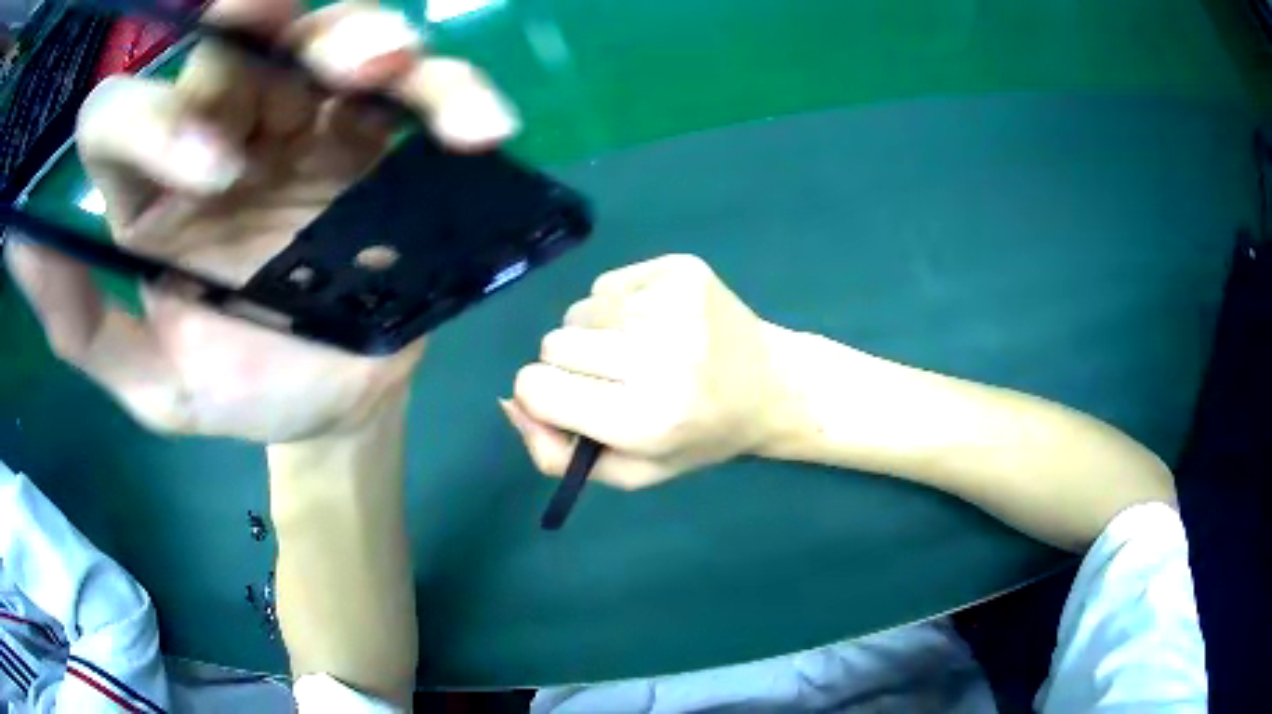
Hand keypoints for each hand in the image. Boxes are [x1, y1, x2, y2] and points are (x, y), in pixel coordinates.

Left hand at [4, 0, 517, 442]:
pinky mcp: (377, 136)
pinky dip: (444, 94)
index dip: (153, 120)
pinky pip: (411, 91)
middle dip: (262, 42)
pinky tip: (474, 124)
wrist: (334, 402)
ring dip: (360, 37)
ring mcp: (303, 123)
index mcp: (150, 191)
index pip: (118, 116)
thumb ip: (79, 325)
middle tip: (315, 74)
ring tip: (388, 67)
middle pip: (228, 44)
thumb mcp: (151, 381)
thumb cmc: (245, 391)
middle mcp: (218, 132)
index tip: (210, 173)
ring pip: (322, 38)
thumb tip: (17, 253)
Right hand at [503, 254, 788, 488]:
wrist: (771, 386)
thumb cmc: (698, 437)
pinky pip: (609, 283)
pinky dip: (621, 306)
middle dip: (569, 365)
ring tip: (643, 352)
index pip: (537, 388)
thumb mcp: (630, 471)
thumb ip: (558, 455)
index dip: (542, 396)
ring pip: (579, 311)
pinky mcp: (682, 269)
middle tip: (615, 379)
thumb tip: (509, 401)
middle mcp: (659, 356)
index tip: (569, 402)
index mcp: (645, 418)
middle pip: (552, 343)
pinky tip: (660, 325)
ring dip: (597, 334)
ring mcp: (673, 304)